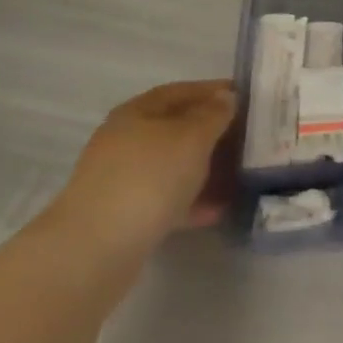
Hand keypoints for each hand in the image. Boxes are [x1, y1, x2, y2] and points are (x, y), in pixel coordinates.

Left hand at [49, 80, 238, 257]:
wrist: (95, 250)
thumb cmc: (149, 178)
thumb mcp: (192, 137)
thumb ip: (214, 114)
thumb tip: (225, 98)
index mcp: (136, 113)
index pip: (181, 91)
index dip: (213, 91)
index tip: (246, 98)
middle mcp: (125, 141)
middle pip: (176, 128)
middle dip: (212, 132)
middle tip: (247, 137)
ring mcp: (122, 180)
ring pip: (173, 166)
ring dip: (205, 168)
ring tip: (239, 175)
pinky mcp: (124, 216)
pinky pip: (166, 199)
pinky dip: (192, 201)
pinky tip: (218, 209)